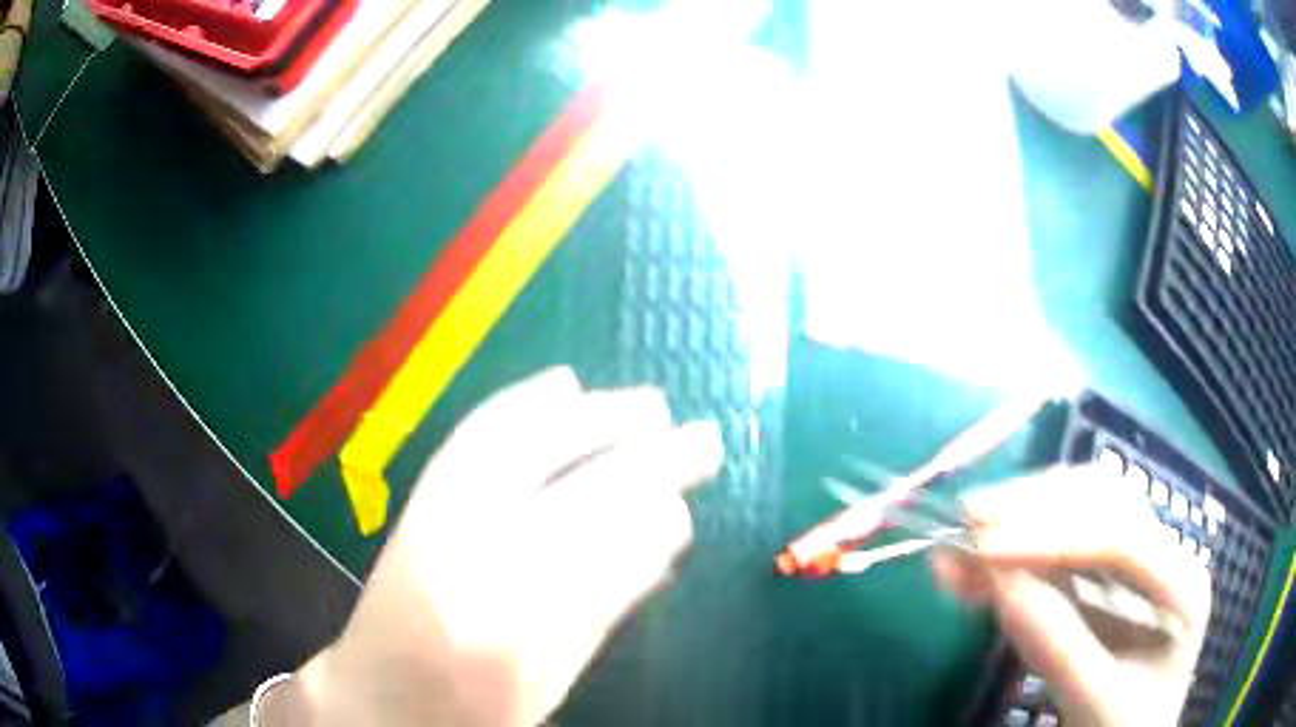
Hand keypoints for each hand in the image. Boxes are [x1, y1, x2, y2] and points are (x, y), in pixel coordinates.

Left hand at [293, 368, 723, 725]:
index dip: (651, 527)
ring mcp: (435, 520)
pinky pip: (475, 439)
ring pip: (526, 451)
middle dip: (647, 462)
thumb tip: (660, 543)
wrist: (377, 696)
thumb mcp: (549, 685)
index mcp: (509, 631)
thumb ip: (603, 612)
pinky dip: (522, 405)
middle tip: (703, 438)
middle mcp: (468, 563)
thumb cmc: (469, 711)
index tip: (685, 509)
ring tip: (650, 404)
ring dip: (595, 421)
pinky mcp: (419, 503)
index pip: (601, 557)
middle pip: (573, 495)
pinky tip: (562, 385)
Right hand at [931, 466, 1211, 726]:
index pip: (1120, 538)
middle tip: (967, 519)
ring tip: (959, 537)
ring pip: (1080, 513)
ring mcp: (1135, 568)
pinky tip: (975, 566)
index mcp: (1181, 588)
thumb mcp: (1095, 703)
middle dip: (1033, 507)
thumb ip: (1057, 647)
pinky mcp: (1104, 586)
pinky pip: (1060, 554)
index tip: (984, 548)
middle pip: (1103, 503)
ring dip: (1020, 520)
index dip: (1051, 536)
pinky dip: (1016, 555)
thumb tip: (999, 584)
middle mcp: (1163, 560)